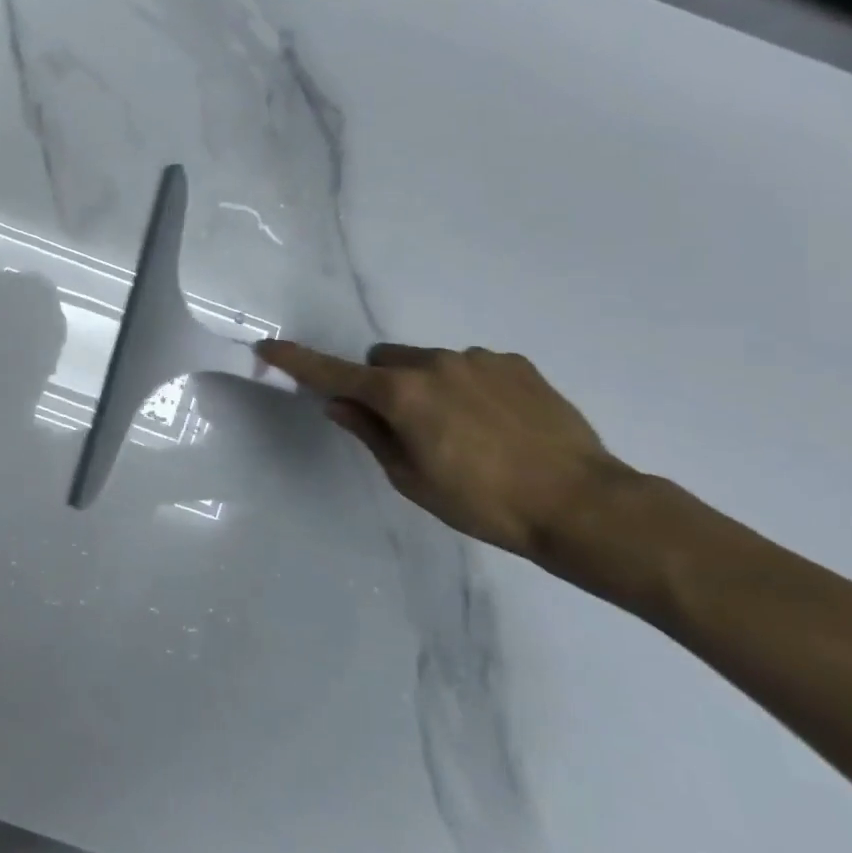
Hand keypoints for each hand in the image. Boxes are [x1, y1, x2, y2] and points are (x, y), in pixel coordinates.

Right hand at [255, 340, 632, 557]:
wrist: (584, 505)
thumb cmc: (484, 503)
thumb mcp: (412, 479)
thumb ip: (370, 434)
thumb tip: (338, 404)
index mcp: (401, 394)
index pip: (333, 372)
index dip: (297, 362)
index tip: (268, 348)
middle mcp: (434, 363)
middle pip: (384, 360)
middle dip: (381, 384)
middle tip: (405, 426)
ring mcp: (478, 359)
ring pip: (429, 363)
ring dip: (428, 386)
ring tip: (465, 432)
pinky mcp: (516, 364)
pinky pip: (472, 366)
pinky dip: (469, 387)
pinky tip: (499, 425)